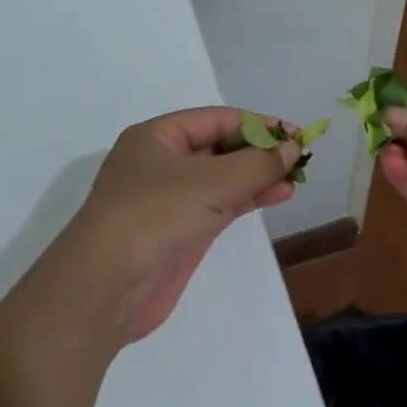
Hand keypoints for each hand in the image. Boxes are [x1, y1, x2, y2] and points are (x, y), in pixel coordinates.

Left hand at [58, 107, 300, 342]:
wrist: (106, 287)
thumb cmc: (154, 216)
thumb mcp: (210, 182)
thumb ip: (257, 164)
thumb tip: (292, 148)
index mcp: (156, 137)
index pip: (215, 119)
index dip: (257, 124)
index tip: (295, 135)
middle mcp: (161, 163)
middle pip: (218, 147)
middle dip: (258, 151)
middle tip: (300, 157)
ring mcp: (169, 200)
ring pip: (222, 178)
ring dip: (257, 176)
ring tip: (295, 178)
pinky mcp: (179, 232)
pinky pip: (219, 206)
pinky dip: (247, 199)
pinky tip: (276, 197)